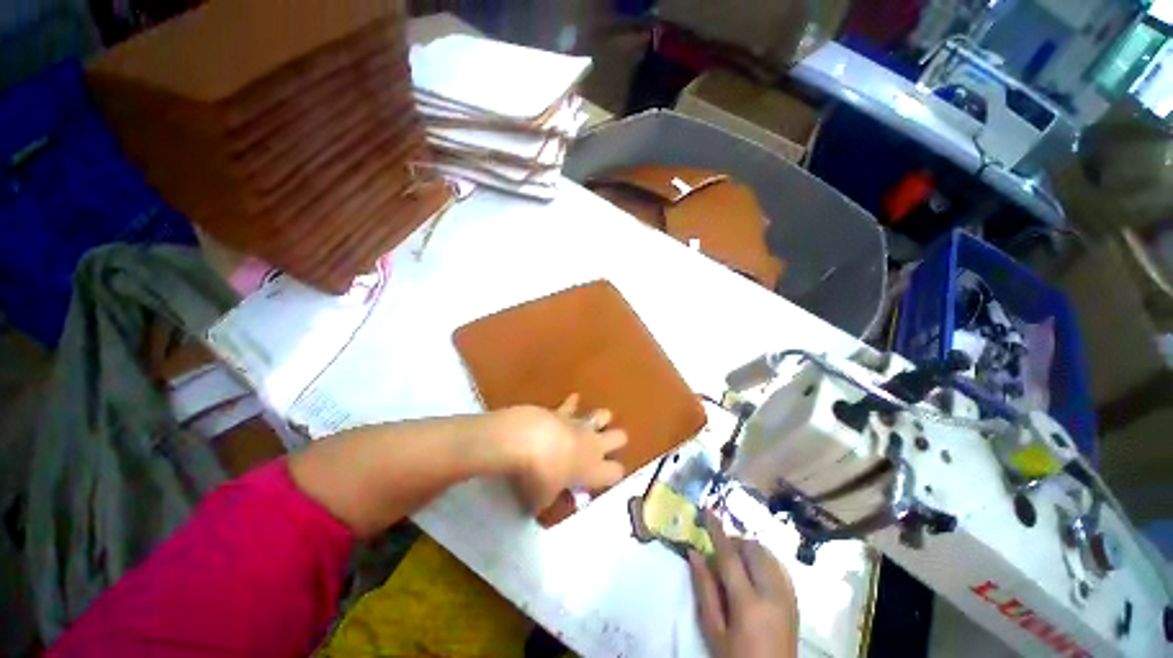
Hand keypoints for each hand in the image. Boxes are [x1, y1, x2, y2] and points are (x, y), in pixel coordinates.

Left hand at [500, 394, 628, 511]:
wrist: (525, 439)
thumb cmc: (538, 475)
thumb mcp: (541, 499)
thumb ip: (548, 500)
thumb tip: (544, 502)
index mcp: (594, 469)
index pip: (616, 472)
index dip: (614, 474)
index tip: (606, 478)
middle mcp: (592, 445)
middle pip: (619, 437)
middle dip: (617, 440)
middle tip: (607, 446)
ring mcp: (579, 425)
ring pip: (602, 415)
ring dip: (601, 418)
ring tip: (597, 422)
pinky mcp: (563, 411)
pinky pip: (572, 404)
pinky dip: (573, 403)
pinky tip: (574, 399)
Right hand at [688, 512, 798, 657]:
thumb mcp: (713, 630)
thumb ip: (704, 589)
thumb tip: (694, 553)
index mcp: (748, 603)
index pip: (730, 556)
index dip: (717, 530)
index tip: (707, 510)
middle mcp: (772, 594)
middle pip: (753, 549)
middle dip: (735, 541)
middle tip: (720, 552)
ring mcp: (788, 597)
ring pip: (768, 555)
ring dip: (749, 550)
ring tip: (736, 564)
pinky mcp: (795, 601)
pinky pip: (779, 567)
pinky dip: (764, 560)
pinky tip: (754, 574)